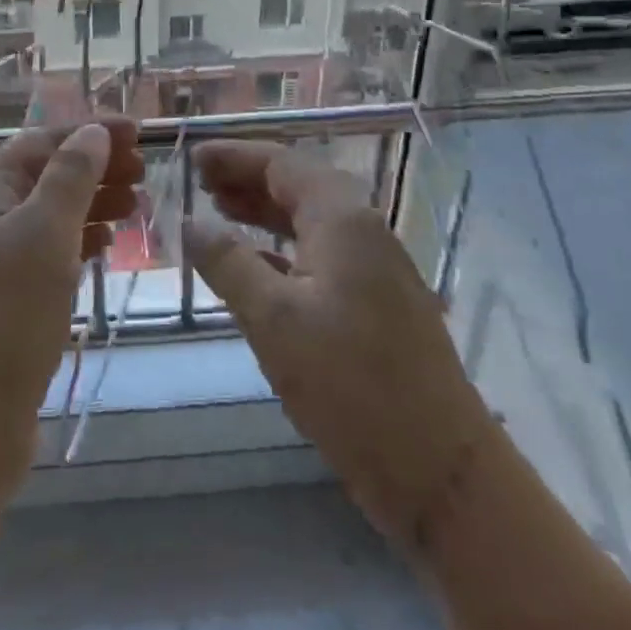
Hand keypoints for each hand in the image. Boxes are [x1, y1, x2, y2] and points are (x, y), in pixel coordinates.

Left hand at [0, 119, 143, 495]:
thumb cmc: (4, 317)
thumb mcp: (45, 234)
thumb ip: (72, 176)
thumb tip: (93, 131)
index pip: (43, 141)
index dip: (92, 132)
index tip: (142, 131)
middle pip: (45, 175)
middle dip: (96, 168)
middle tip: (145, 172)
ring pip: (47, 214)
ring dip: (91, 203)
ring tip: (136, 205)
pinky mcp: (0, 298)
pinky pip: (44, 252)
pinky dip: (77, 241)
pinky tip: (105, 245)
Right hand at [184, 141, 489, 540]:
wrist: (441, 472)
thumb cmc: (350, 384)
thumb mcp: (272, 319)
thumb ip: (228, 262)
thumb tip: (189, 223)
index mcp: (342, 219)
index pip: (281, 164)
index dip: (234, 156)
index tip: (191, 157)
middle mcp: (363, 231)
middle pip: (298, 185)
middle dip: (247, 179)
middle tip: (199, 182)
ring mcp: (375, 269)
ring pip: (309, 221)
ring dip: (263, 212)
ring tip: (219, 210)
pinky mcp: (377, 304)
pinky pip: (320, 254)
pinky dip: (282, 249)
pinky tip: (254, 265)